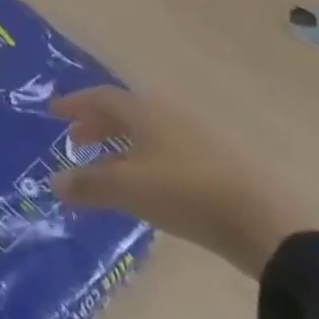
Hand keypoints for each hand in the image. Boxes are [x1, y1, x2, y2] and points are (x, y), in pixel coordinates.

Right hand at [52, 87, 308, 279]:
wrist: (265, 221)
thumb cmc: (186, 192)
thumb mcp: (129, 190)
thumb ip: (89, 185)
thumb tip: (53, 182)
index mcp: (143, 110)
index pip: (100, 97)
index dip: (75, 103)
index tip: (53, 111)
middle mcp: (166, 113)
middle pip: (123, 112)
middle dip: (96, 124)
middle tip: (75, 141)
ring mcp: (194, 135)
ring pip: (145, 132)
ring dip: (120, 144)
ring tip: (106, 167)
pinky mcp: (215, 161)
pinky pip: (165, 148)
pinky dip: (144, 158)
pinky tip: (145, 184)